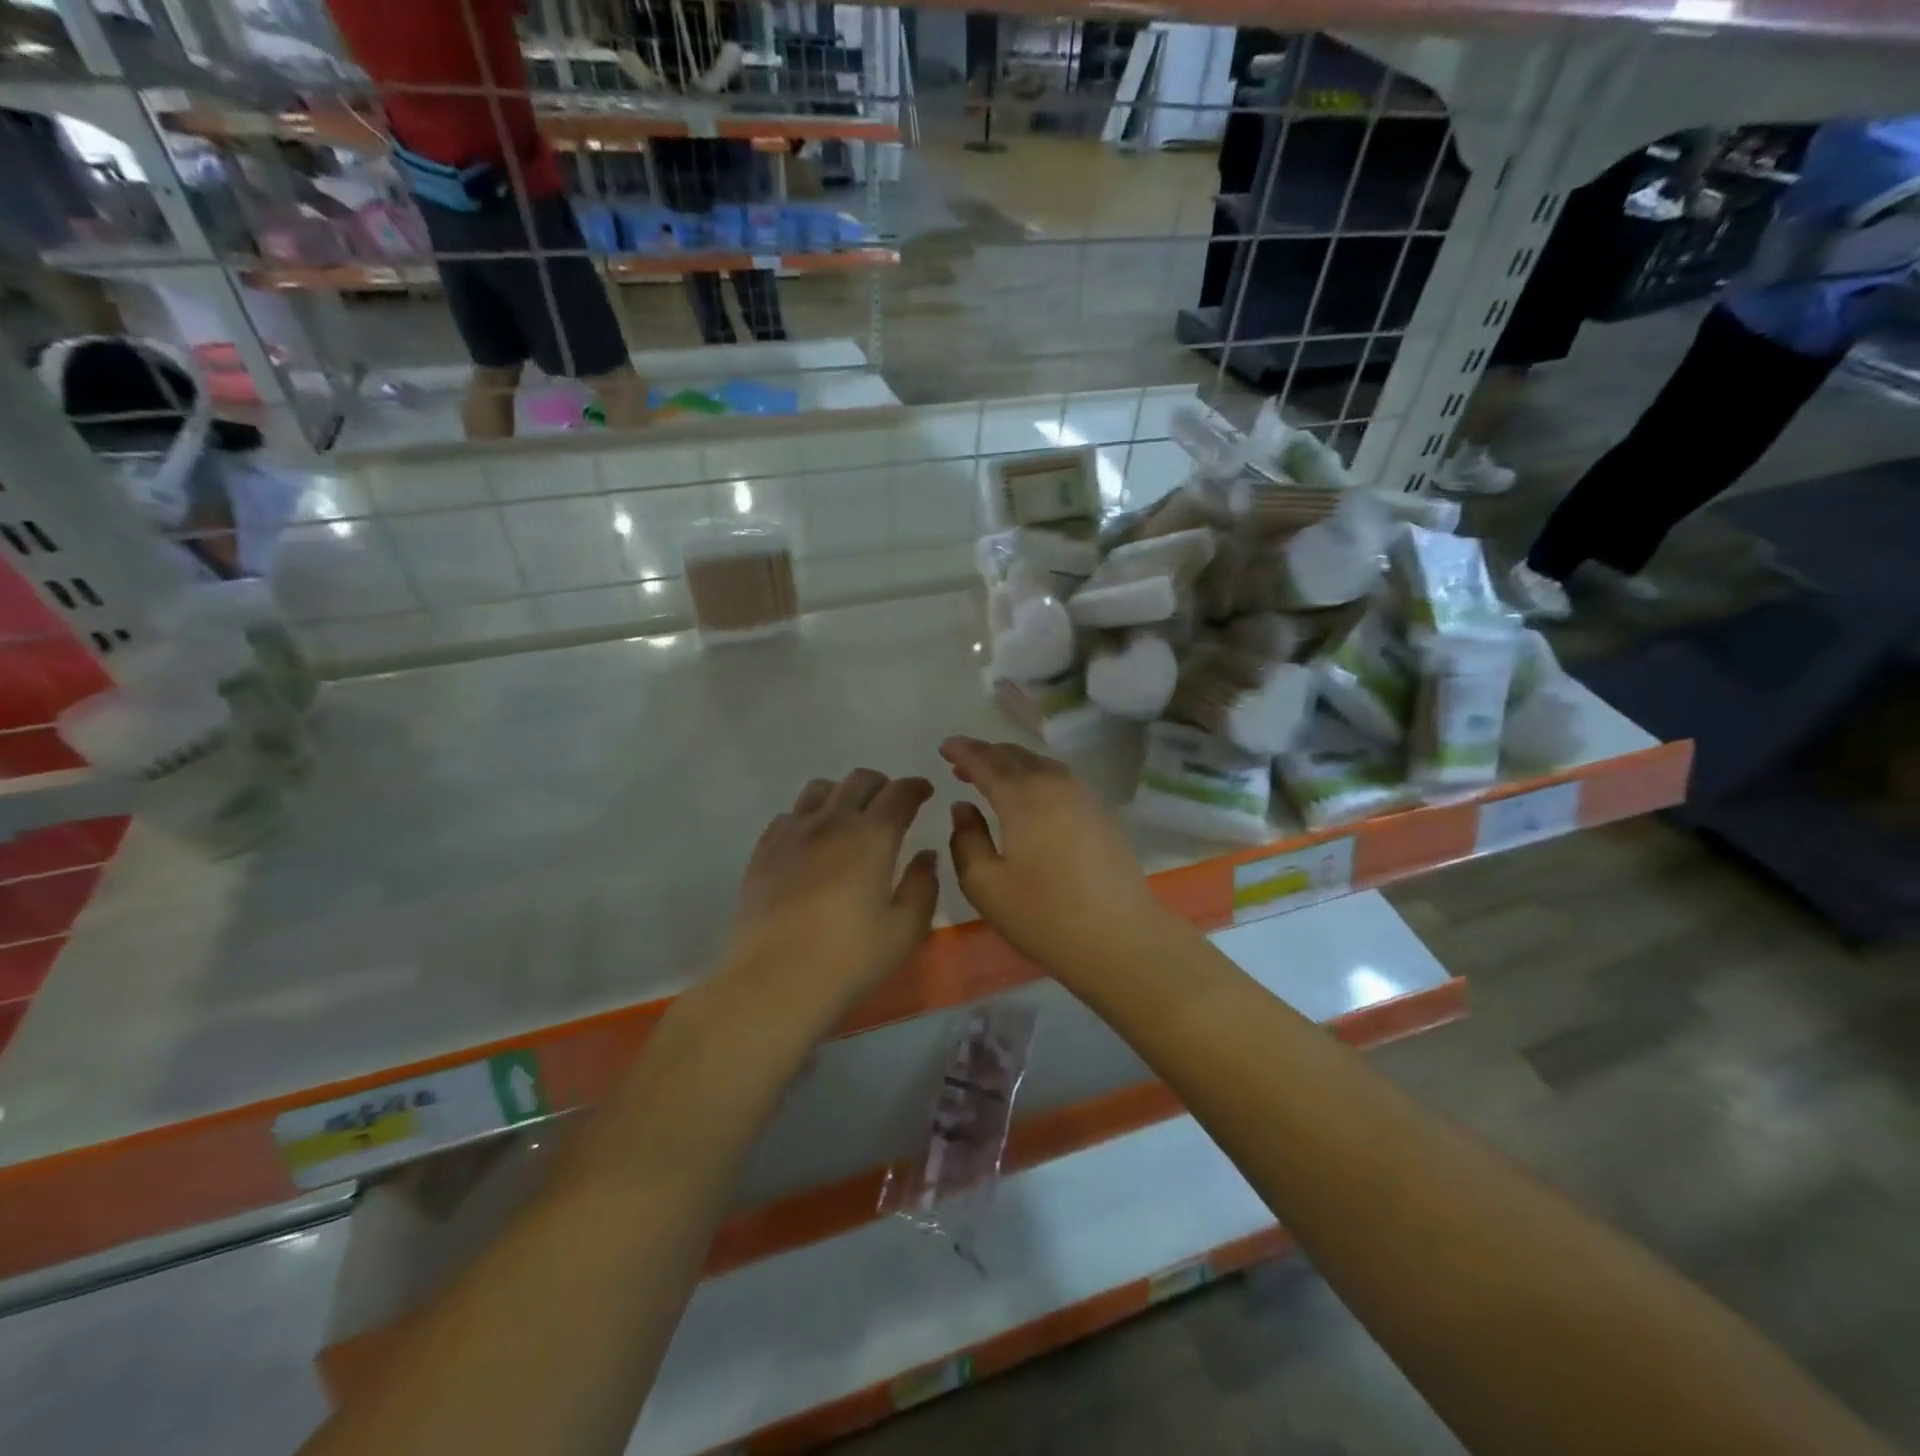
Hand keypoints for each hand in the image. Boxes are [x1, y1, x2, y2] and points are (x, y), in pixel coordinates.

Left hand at [726, 769, 939, 1018]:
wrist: (774, 980)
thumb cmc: (849, 958)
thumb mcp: (905, 930)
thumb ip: (922, 886)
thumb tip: (925, 855)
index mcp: (872, 836)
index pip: (899, 793)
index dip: (916, 787)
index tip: (924, 792)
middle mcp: (832, 821)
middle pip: (859, 780)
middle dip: (882, 785)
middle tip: (892, 804)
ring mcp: (792, 833)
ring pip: (820, 789)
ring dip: (842, 793)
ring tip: (849, 816)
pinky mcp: (764, 851)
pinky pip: (789, 815)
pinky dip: (808, 816)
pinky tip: (812, 840)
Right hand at [940, 737, 1173, 977]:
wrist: (1120, 938)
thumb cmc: (1044, 916)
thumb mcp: (986, 886)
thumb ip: (966, 840)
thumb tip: (963, 807)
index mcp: (1022, 797)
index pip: (985, 761)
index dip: (962, 750)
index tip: (943, 746)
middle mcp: (1054, 784)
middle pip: (1015, 755)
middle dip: (985, 754)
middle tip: (961, 762)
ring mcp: (1083, 796)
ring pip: (1040, 763)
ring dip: (1012, 763)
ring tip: (992, 777)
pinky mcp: (1101, 812)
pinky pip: (1060, 778)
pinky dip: (1036, 776)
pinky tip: (1030, 796)